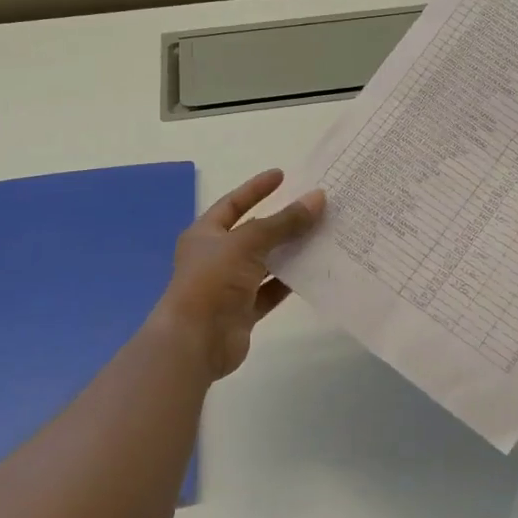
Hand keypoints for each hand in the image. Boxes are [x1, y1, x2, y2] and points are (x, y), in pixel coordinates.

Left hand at [153, 169, 325, 381]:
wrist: (195, 341)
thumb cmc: (212, 281)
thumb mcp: (247, 243)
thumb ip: (283, 222)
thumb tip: (317, 198)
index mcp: (206, 234)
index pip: (233, 204)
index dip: (256, 189)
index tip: (282, 175)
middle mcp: (217, 257)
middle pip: (254, 233)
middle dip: (281, 221)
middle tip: (313, 207)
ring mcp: (230, 285)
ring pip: (266, 263)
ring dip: (290, 251)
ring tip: (322, 235)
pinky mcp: (244, 310)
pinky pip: (271, 290)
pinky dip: (290, 282)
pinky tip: (315, 270)